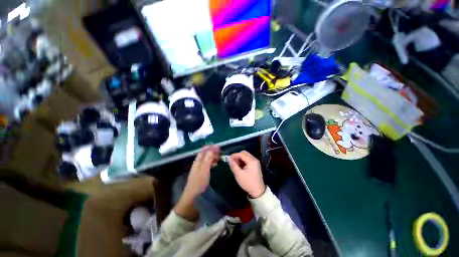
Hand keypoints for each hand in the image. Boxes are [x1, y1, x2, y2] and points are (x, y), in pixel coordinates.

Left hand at [183, 145, 219, 197]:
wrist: (192, 195)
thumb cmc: (199, 183)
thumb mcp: (204, 171)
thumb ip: (207, 160)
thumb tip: (211, 150)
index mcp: (198, 161)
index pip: (203, 150)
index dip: (210, 147)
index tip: (218, 146)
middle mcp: (198, 162)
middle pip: (205, 154)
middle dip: (212, 151)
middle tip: (220, 152)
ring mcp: (199, 167)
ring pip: (206, 159)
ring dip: (212, 156)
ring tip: (219, 157)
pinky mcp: (200, 172)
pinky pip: (206, 164)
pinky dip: (211, 162)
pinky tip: (215, 164)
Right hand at [228, 151, 265, 197]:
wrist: (258, 191)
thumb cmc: (248, 182)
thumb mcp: (238, 174)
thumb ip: (233, 165)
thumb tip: (229, 159)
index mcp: (251, 161)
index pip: (241, 154)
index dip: (234, 155)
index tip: (228, 159)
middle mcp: (254, 159)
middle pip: (244, 153)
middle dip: (237, 156)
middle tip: (232, 161)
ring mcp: (256, 162)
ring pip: (246, 156)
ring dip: (240, 158)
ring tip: (235, 164)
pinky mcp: (255, 165)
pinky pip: (248, 159)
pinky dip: (243, 161)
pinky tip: (240, 166)